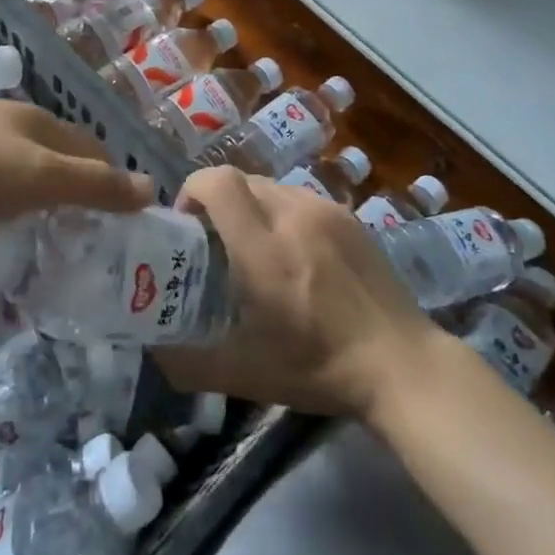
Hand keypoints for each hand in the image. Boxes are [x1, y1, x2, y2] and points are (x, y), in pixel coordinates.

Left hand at [0, 98, 153, 240]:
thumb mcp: (40, 174)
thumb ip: (94, 184)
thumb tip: (151, 188)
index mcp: (34, 123)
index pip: (89, 148)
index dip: (109, 181)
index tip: (120, 225)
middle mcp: (5, 132)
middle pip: (51, 170)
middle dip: (68, 207)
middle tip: (82, 253)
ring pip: (12, 193)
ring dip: (27, 224)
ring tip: (40, 266)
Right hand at [152, 168, 440, 418]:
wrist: (402, 364)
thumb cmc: (319, 368)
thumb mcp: (245, 375)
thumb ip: (188, 362)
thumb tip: (152, 348)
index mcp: (263, 249)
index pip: (217, 182)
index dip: (192, 191)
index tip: (187, 224)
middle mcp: (292, 215)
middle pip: (239, 179)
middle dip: (217, 202)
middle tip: (216, 243)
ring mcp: (325, 211)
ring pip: (269, 186)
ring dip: (250, 206)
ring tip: (256, 248)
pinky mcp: (349, 216)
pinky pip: (299, 198)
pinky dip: (282, 213)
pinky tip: (295, 253)